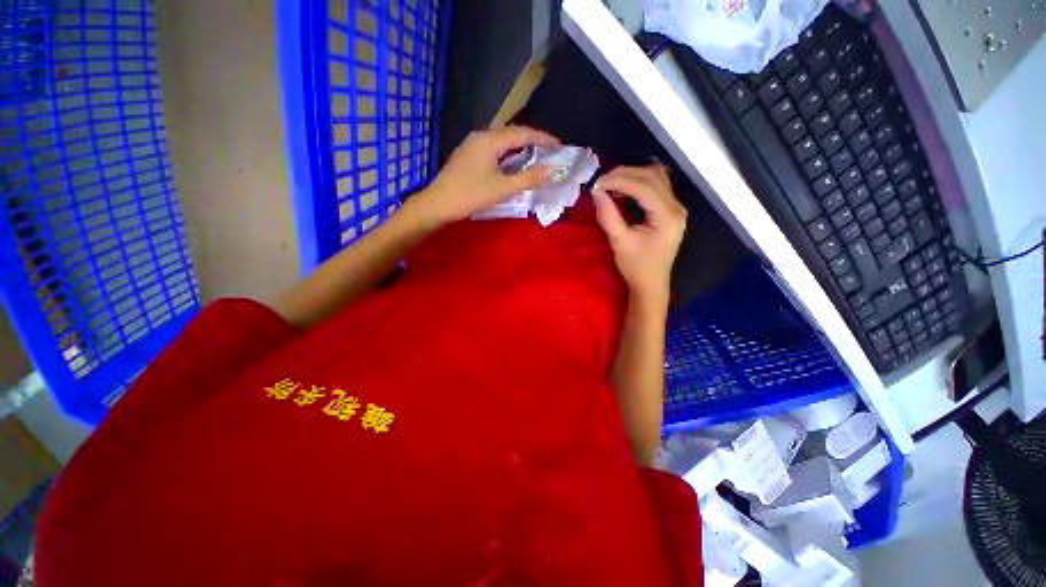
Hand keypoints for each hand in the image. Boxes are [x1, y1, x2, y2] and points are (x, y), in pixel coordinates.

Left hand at [416, 126, 560, 224]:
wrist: (438, 204)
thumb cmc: (472, 195)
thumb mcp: (504, 188)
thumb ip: (529, 178)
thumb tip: (551, 170)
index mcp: (491, 140)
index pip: (523, 133)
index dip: (543, 139)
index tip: (559, 146)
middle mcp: (481, 136)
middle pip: (512, 133)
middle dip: (533, 141)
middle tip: (549, 151)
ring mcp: (472, 144)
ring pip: (502, 141)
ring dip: (519, 147)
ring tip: (535, 156)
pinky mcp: (467, 154)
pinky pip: (493, 148)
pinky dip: (507, 153)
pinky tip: (512, 163)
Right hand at [592, 165, 686, 303]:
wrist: (651, 284)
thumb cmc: (636, 267)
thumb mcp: (619, 242)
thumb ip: (608, 215)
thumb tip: (596, 192)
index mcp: (667, 216)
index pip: (644, 186)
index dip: (619, 180)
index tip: (597, 184)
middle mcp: (676, 207)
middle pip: (652, 176)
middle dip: (624, 175)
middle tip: (601, 183)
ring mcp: (675, 207)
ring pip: (656, 177)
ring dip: (632, 175)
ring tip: (611, 185)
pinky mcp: (669, 210)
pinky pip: (656, 186)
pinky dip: (638, 183)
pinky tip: (623, 190)